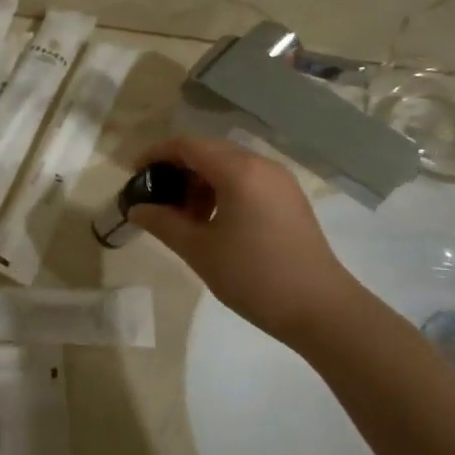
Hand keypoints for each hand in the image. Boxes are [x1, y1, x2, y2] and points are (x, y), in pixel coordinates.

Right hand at [127, 137, 368, 345]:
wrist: (320, 308)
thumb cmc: (254, 276)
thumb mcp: (199, 250)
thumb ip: (162, 223)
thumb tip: (136, 209)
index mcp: (238, 170)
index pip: (187, 145)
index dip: (156, 154)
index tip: (134, 174)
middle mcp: (261, 165)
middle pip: (208, 151)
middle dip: (177, 170)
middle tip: (155, 198)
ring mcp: (280, 181)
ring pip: (228, 166)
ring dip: (200, 182)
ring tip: (182, 217)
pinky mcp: (289, 199)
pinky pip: (247, 181)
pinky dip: (222, 191)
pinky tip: (212, 222)